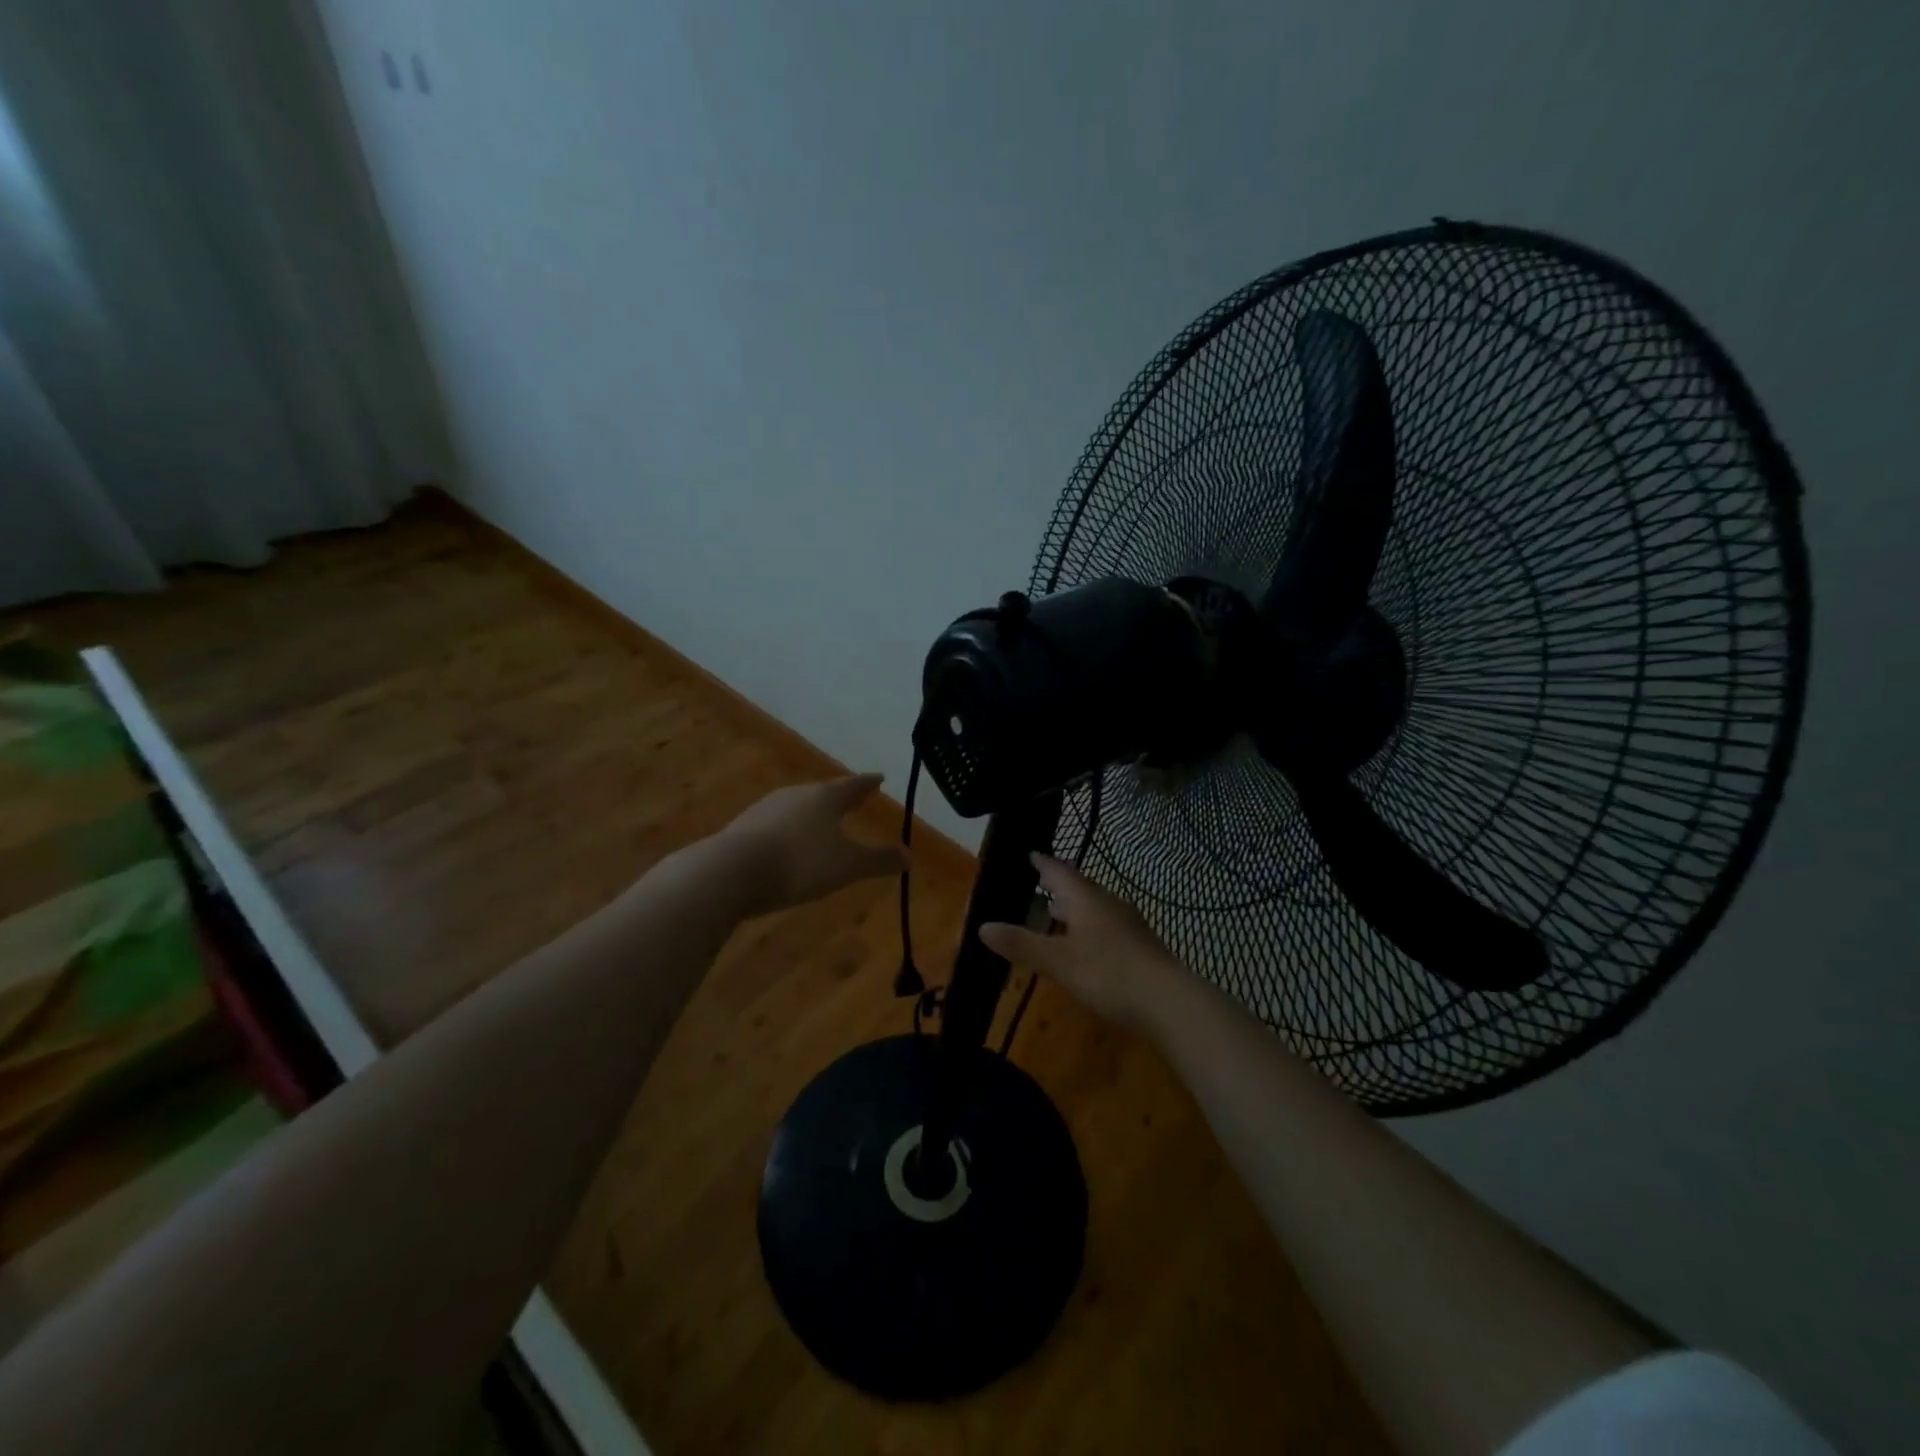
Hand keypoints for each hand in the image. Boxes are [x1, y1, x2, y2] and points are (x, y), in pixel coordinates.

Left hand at [718, 774, 907, 916]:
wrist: (730, 872)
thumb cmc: (799, 862)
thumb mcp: (847, 866)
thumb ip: (879, 860)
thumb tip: (910, 856)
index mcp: (825, 797)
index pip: (853, 785)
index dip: (869, 784)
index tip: (880, 779)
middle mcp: (795, 795)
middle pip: (824, 793)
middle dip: (840, 798)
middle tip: (855, 801)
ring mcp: (766, 809)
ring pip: (798, 807)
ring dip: (813, 814)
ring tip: (824, 824)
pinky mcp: (744, 829)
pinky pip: (777, 825)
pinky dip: (790, 831)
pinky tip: (790, 846)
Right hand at [980, 854, 1185, 1030]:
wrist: (1171, 1002)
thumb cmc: (1110, 973)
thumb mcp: (1059, 962)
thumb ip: (1022, 945)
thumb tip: (982, 926)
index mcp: (1087, 899)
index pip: (1060, 871)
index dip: (1043, 863)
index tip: (1030, 853)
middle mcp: (1109, 903)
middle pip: (1079, 887)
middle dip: (1058, 885)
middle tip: (1038, 883)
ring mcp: (1128, 924)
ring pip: (1095, 907)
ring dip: (1074, 908)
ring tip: (1056, 914)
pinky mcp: (1140, 946)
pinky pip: (1106, 926)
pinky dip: (1088, 928)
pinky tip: (1085, 946)